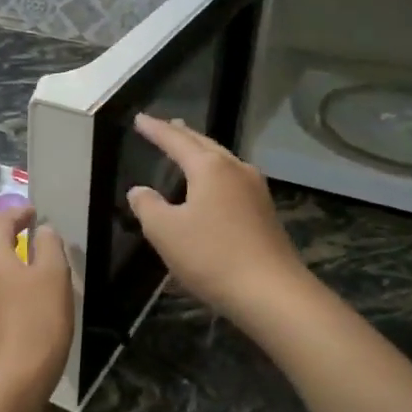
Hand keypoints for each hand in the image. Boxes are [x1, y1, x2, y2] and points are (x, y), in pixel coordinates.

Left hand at [0, 206, 72, 404]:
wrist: (13, 377)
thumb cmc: (37, 320)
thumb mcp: (54, 276)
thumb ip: (48, 245)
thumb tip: (42, 230)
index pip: (0, 221)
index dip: (18, 213)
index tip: (35, 211)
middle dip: (0, 225)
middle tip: (24, 225)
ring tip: (20, 247)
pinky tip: (14, 277)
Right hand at [127, 115, 309, 322]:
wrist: (272, 293)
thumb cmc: (212, 257)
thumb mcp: (165, 232)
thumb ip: (147, 206)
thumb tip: (139, 191)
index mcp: (210, 168)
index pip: (176, 141)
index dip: (155, 130)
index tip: (139, 118)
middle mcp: (236, 170)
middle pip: (204, 144)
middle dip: (182, 134)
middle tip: (165, 125)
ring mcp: (255, 190)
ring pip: (222, 160)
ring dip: (201, 151)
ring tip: (186, 147)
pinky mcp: (264, 212)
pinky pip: (232, 178)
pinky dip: (214, 171)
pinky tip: (211, 183)